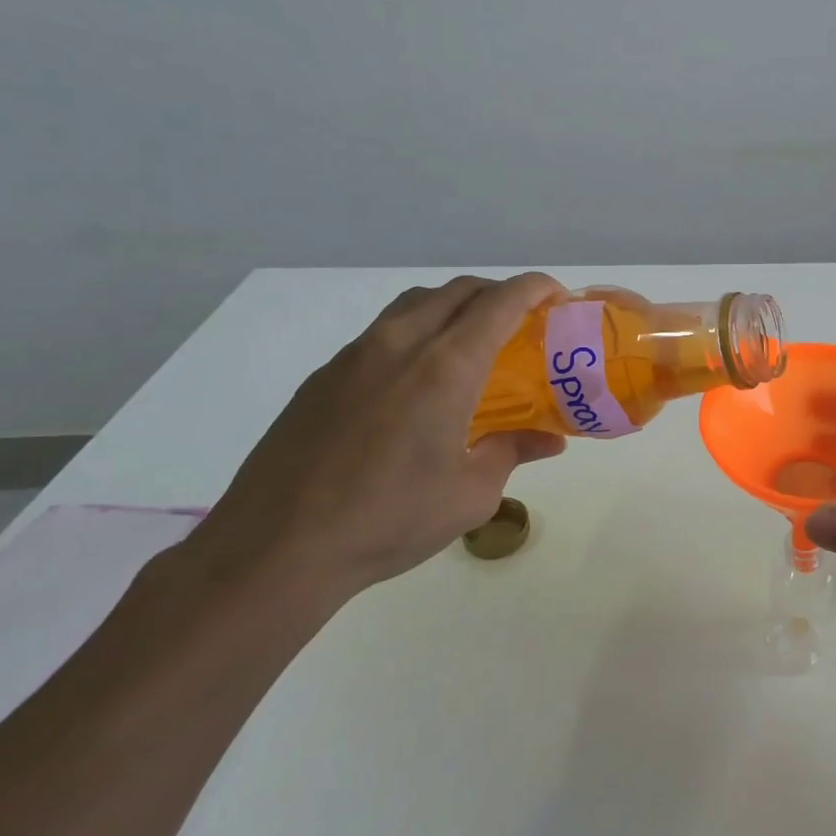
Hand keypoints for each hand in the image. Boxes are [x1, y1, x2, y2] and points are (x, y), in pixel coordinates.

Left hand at [186, 274, 566, 605]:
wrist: (276, 548)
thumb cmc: (389, 520)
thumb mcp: (471, 494)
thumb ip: (512, 452)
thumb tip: (549, 440)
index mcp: (445, 367)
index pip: (500, 302)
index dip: (536, 288)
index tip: (558, 297)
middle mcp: (400, 344)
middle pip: (458, 291)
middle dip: (499, 293)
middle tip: (522, 323)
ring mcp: (354, 356)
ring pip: (415, 304)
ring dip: (454, 307)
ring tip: (471, 343)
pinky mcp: (323, 377)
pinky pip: (381, 333)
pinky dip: (415, 333)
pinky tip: (416, 383)